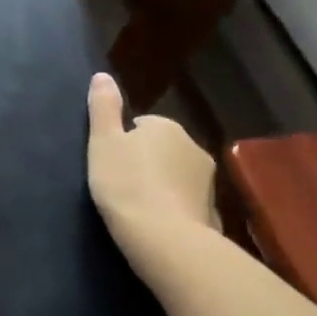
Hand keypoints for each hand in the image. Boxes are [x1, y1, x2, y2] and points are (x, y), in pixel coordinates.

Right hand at [87, 72, 217, 248]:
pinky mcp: (214, 214)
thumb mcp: (103, 141)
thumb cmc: (126, 183)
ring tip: (137, 207)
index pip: (141, 126)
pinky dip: (174, 210)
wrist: (166, 240)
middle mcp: (194, 147)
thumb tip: (103, 75)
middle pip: (162, 149)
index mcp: (166, 127)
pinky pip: (186, 204)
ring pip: (176, 176)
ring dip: (161, 186)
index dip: (123, 143)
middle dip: (146, 162)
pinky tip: (157, 226)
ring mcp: (208, 183)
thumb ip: (103, 107)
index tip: (111, 163)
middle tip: (121, 184)